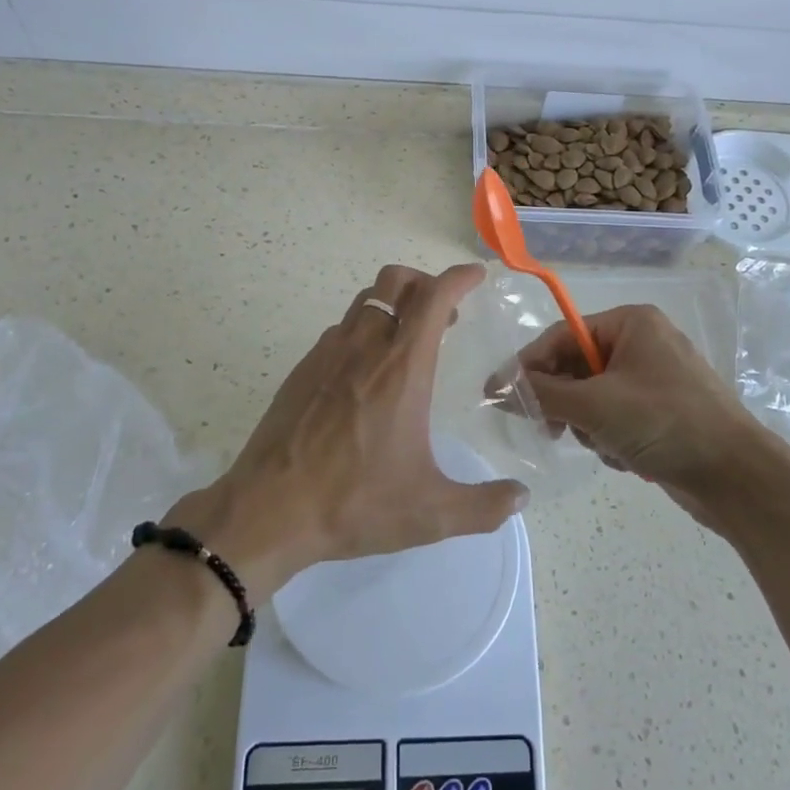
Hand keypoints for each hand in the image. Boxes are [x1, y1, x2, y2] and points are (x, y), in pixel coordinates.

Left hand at [168, 264, 528, 601]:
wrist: (268, 510)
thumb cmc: (354, 503)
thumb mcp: (430, 513)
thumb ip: (484, 506)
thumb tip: (522, 498)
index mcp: (402, 369)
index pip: (433, 298)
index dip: (458, 278)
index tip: (476, 276)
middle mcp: (365, 348)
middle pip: (395, 281)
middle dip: (424, 282)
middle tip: (443, 312)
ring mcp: (328, 354)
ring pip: (365, 301)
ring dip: (393, 304)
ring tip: (407, 339)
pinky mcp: (302, 369)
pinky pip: (340, 329)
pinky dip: (363, 330)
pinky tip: (366, 371)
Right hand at [502, 304, 771, 521]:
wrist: (739, 478)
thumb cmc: (666, 423)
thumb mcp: (596, 406)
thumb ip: (542, 394)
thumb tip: (497, 388)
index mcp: (631, 323)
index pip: (562, 336)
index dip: (527, 365)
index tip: (497, 395)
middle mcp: (641, 343)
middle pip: (576, 367)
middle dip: (565, 402)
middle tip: (550, 429)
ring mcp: (653, 379)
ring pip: (591, 397)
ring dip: (590, 425)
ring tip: (606, 446)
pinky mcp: (660, 412)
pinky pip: (613, 417)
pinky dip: (610, 438)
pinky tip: (626, 457)